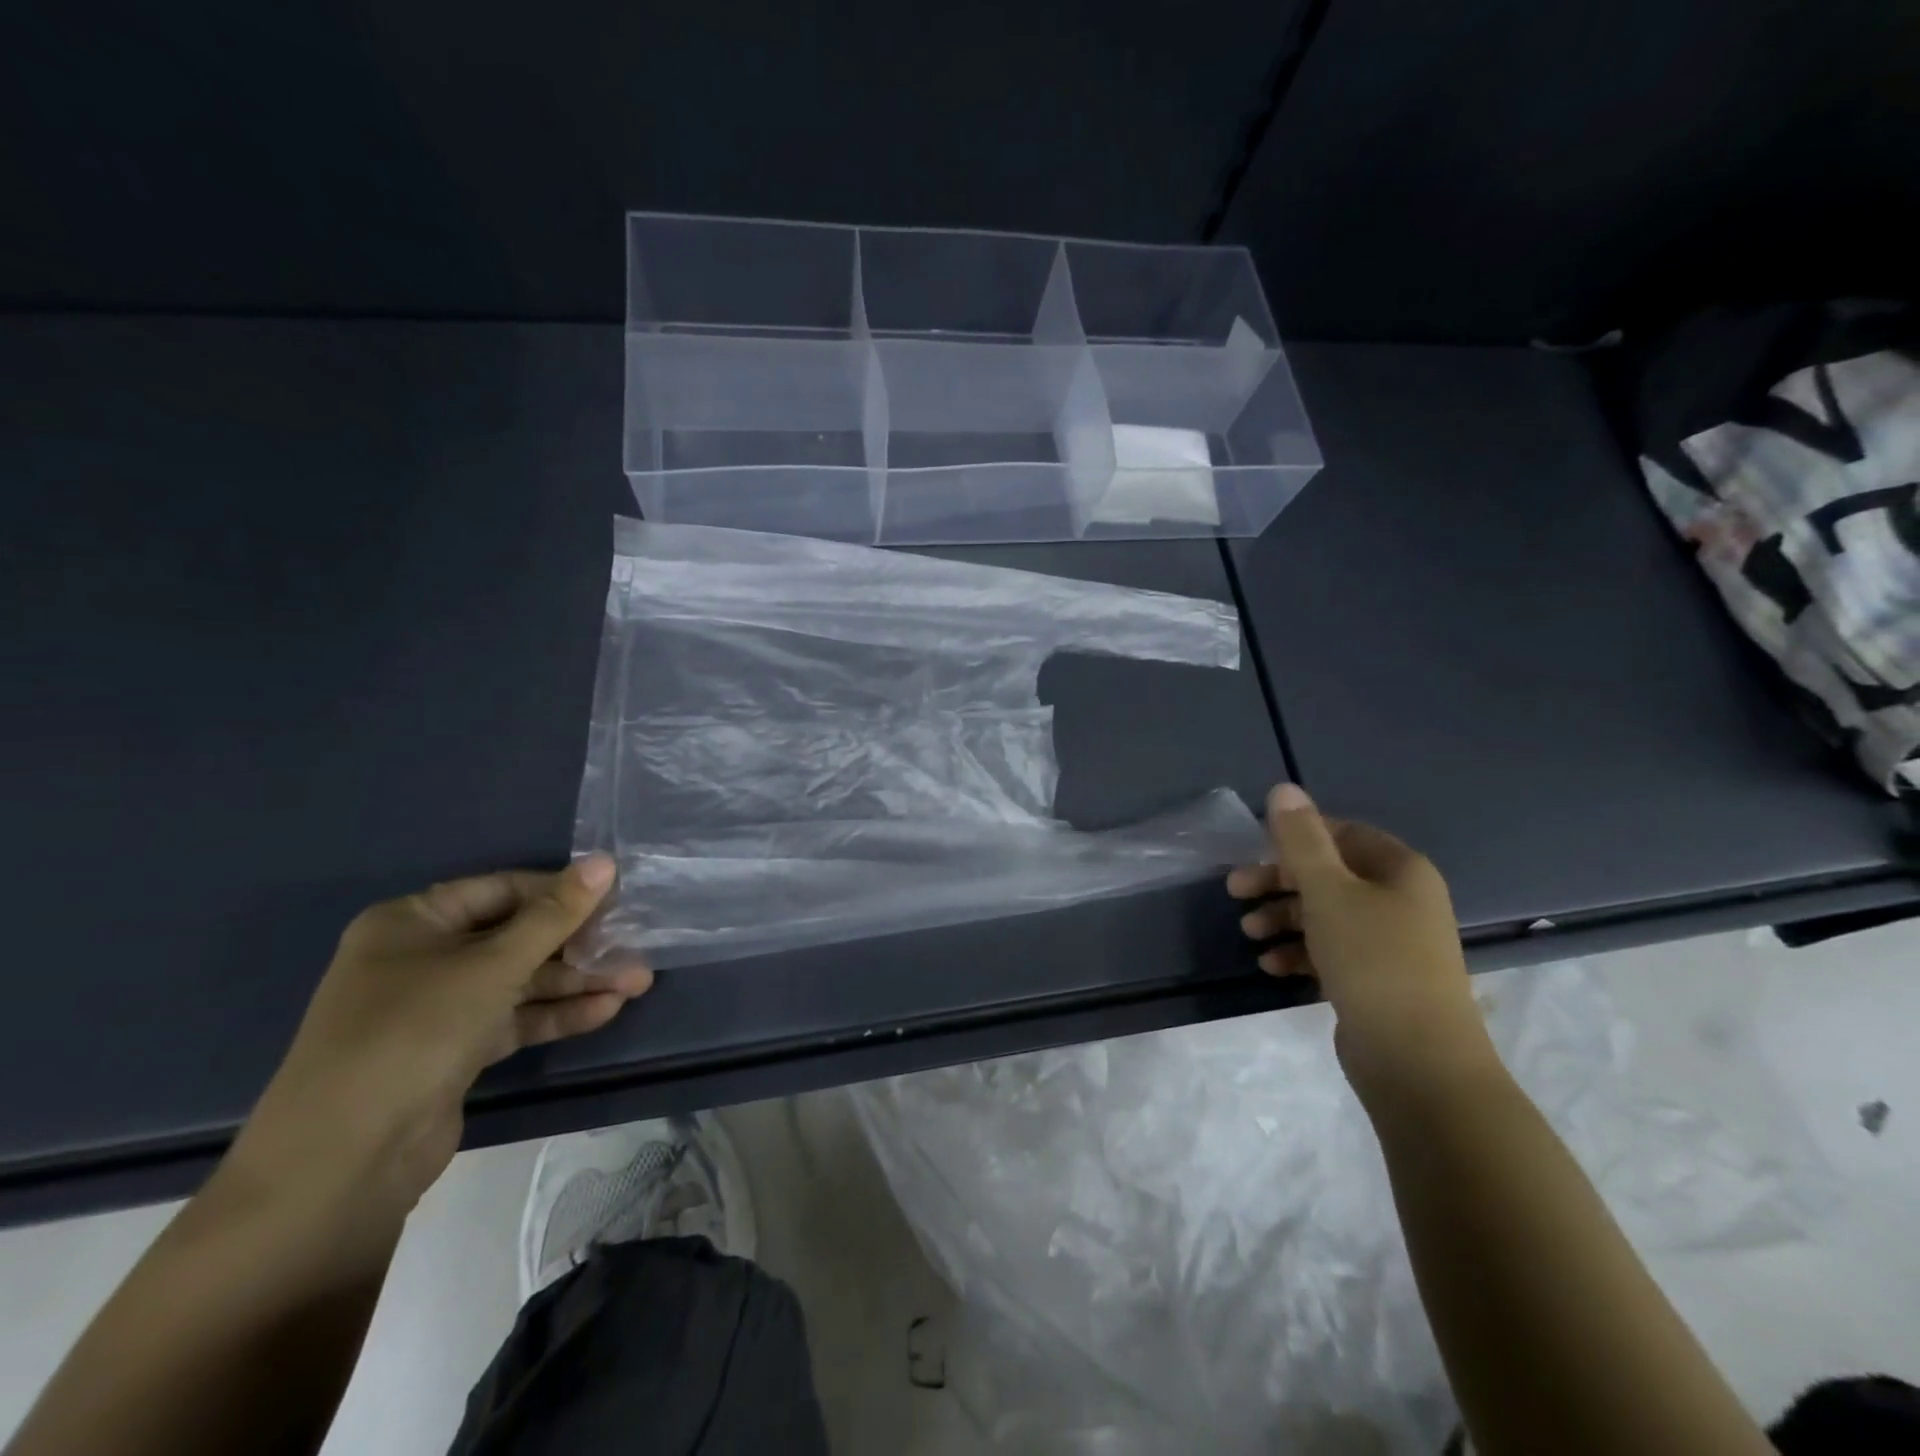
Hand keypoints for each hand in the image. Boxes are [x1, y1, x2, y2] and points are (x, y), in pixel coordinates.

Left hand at [225, 855, 653, 1215]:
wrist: (342, 1162)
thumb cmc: (414, 1032)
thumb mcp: (493, 965)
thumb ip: (555, 915)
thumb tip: (605, 862)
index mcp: (413, 922)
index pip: (503, 890)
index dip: (561, 892)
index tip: (618, 898)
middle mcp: (422, 958)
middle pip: (516, 937)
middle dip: (579, 945)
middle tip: (636, 946)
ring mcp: (437, 1008)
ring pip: (521, 981)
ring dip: (578, 982)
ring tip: (638, 982)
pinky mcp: (454, 1051)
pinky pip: (514, 1019)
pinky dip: (556, 1014)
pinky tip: (606, 1010)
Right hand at [1227, 785, 1490, 1094]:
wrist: (1418, 1062)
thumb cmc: (1372, 961)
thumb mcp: (1328, 891)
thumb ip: (1301, 839)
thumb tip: (1284, 787)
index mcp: (1400, 870)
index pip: (1342, 833)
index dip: (1296, 837)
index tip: (1254, 851)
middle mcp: (1401, 900)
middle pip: (1329, 875)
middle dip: (1279, 882)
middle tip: (1235, 892)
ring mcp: (1391, 943)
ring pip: (1326, 914)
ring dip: (1283, 918)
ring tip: (1249, 934)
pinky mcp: (1377, 980)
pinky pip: (1331, 951)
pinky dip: (1299, 952)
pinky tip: (1271, 965)